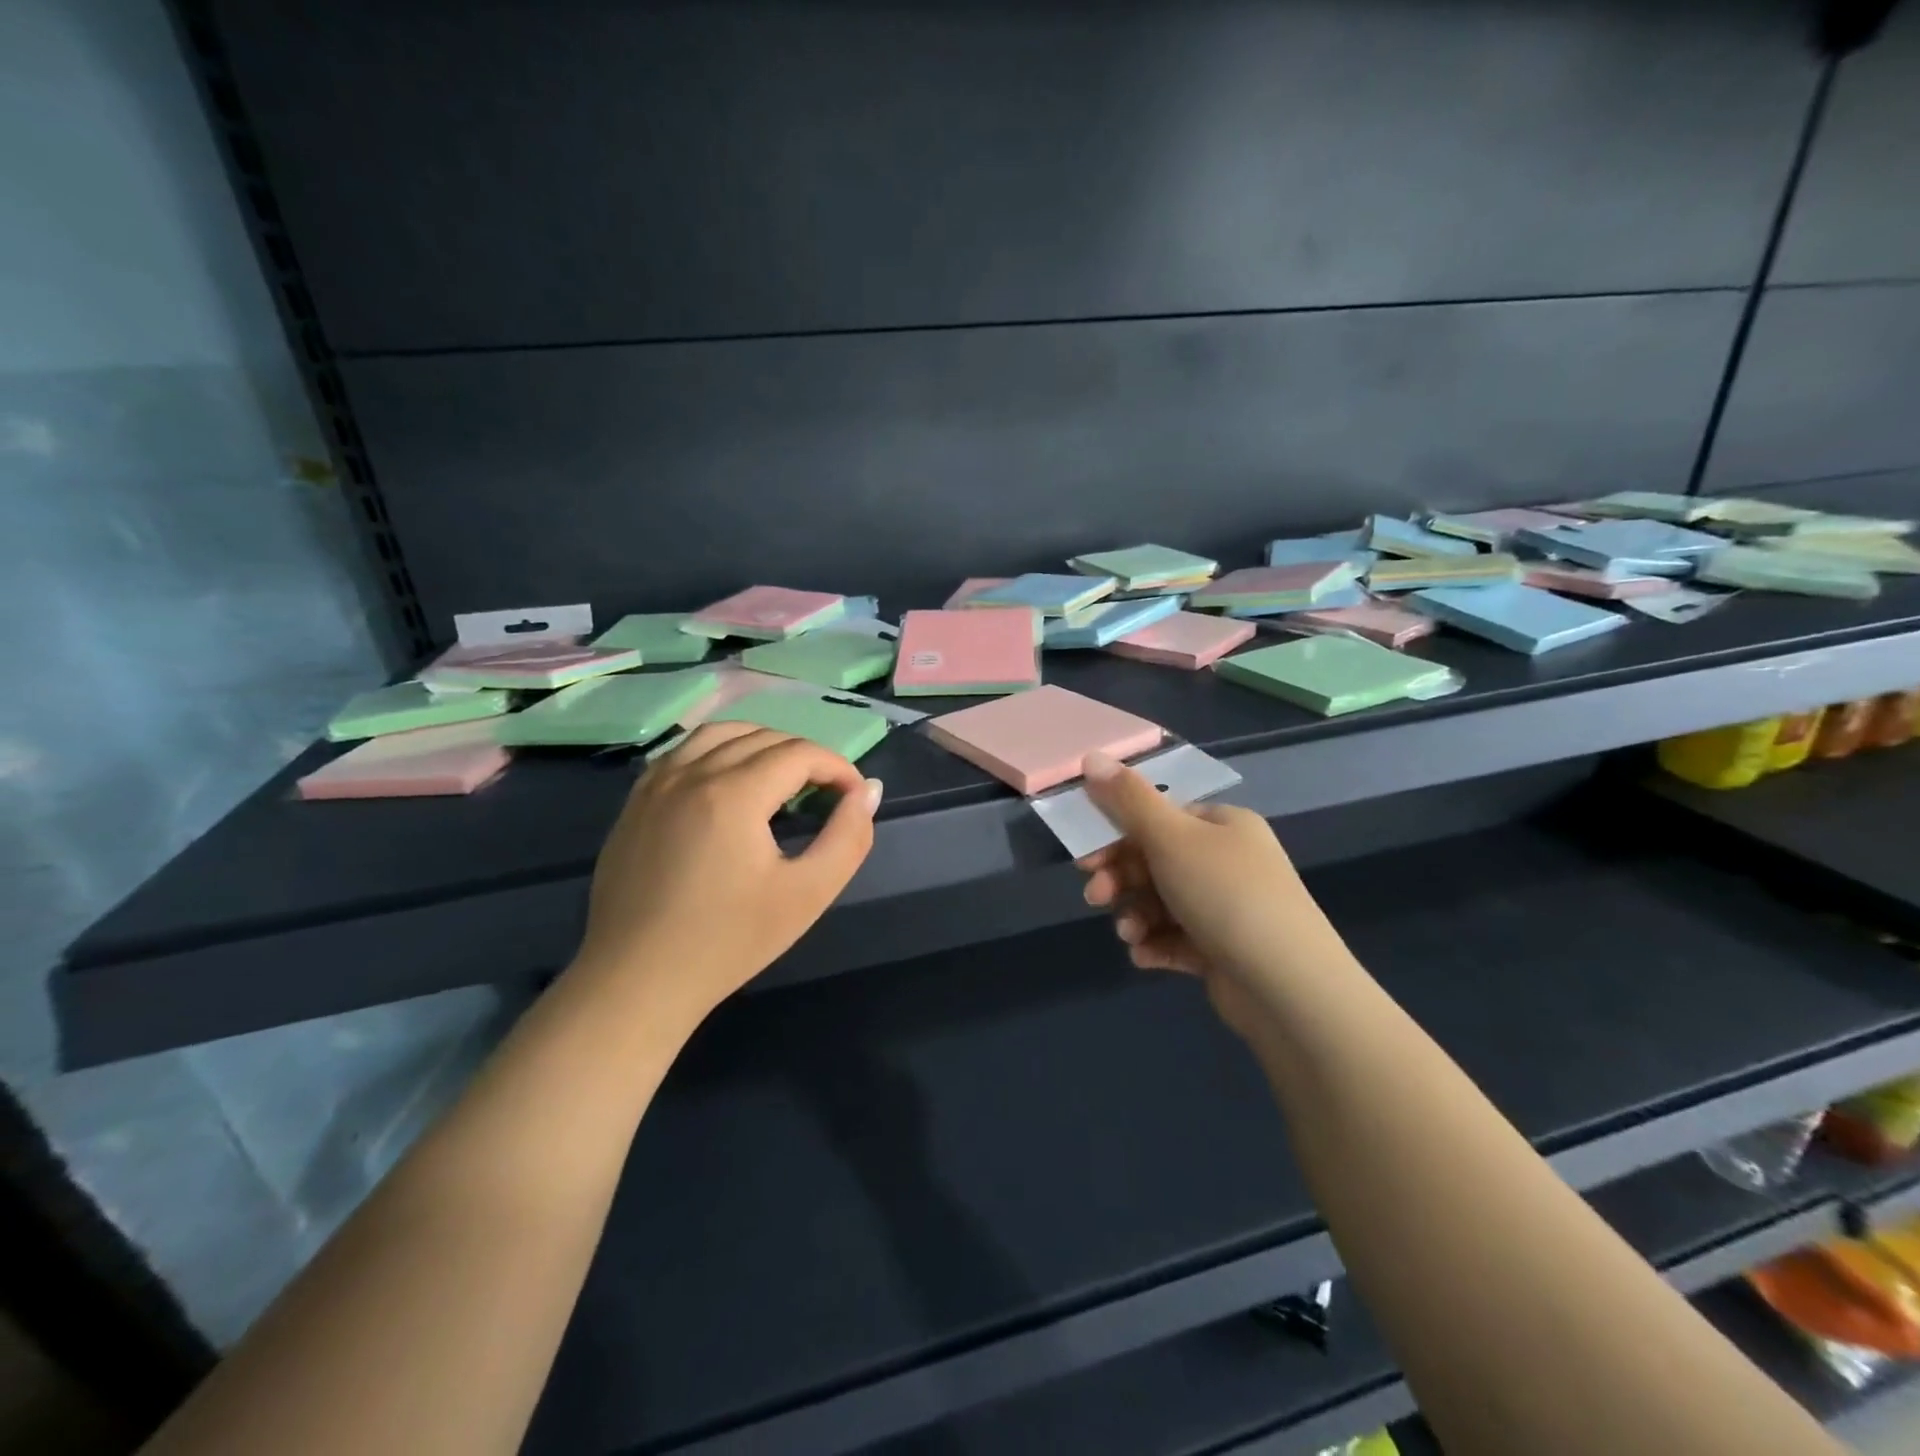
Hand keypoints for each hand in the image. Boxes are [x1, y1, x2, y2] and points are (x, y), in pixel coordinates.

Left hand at [572, 723, 880, 1022]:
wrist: (637, 981)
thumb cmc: (729, 942)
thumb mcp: (807, 894)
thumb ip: (848, 838)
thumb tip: (868, 790)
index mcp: (734, 793)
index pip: (800, 753)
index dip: (837, 767)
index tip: (853, 796)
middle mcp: (692, 773)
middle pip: (763, 737)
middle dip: (805, 756)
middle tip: (825, 793)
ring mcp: (656, 784)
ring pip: (719, 733)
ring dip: (761, 744)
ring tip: (781, 778)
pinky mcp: (636, 802)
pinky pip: (683, 752)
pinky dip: (718, 751)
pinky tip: (729, 783)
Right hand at [1075, 752, 1349, 1038]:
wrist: (1289, 988)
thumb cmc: (1226, 895)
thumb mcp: (1171, 837)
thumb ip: (1127, 798)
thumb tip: (1092, 755)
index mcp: (1222, 824)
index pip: (1159, 817)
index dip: (1117, 834)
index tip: (1085, 856)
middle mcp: (1227, 861)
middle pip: (1155, 860)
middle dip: (1120, 879)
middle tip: (1095, 896)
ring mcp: (1227, 908)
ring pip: (1161, 902)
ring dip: (1134, 915)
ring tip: (1129, 934)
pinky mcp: (1223, 950)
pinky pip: (1176, 938)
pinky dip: (1155, 944)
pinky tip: (1145, 956)